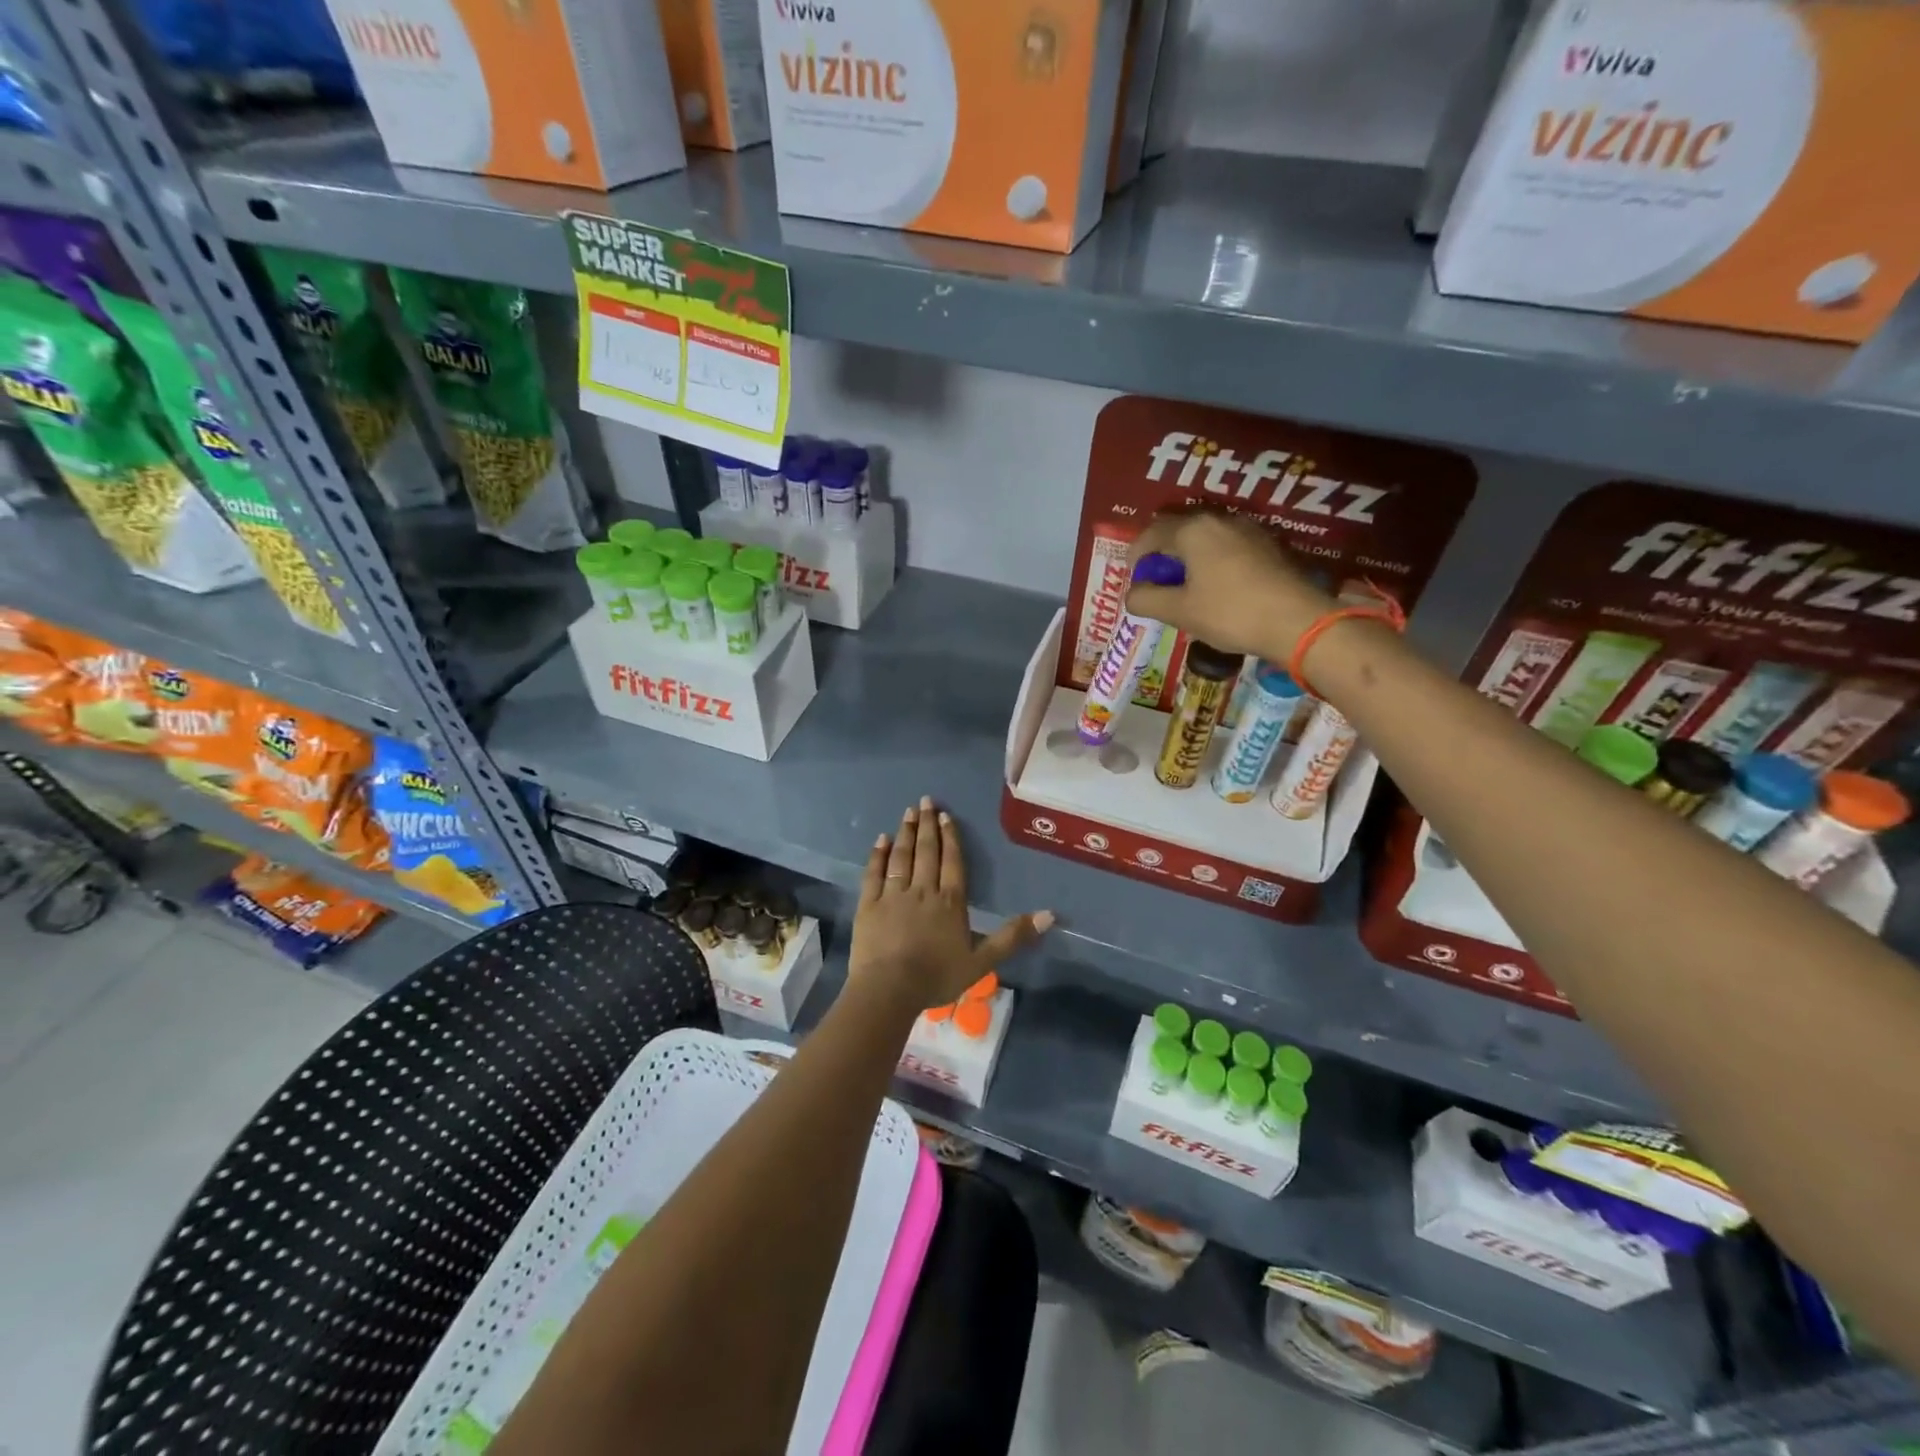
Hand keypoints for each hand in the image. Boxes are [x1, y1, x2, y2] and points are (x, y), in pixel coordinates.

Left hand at [851, 797, 1053, 1008]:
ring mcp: (893, 895)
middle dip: (928, 825)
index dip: (950, 837)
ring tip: (908, 813)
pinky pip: (874, 873)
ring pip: (902, 857)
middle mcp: (922, 890)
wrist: (890, 989)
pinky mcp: (869, 904)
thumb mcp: (982, 961)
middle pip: (927, 852)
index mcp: (950, 902)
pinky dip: (878, 855)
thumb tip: (1050, 914)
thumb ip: (1013, 936)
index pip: (952, 862)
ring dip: (906, 833)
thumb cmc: (937, 976)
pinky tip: (881, 840)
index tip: (946, 815)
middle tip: (925, 801)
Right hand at [1126, 509, 1333, 662]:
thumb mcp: (1180, 611)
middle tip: (1157, 580)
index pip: (1152, 532)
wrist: (1297, 621)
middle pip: (1180, 530)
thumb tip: (1131, 595)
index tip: (1132, 575)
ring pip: (1206, 537)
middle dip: (1163, 553)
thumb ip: (1147, 600)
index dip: (1136, 553)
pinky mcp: (1268, 546)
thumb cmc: (1230, 613)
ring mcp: (1248, 530)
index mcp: (1193, 530)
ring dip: (1189, 557)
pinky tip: (1215, 586)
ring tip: (1185, 585)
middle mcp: (1220, 520)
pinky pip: (1228, 546)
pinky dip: (1212, 561)